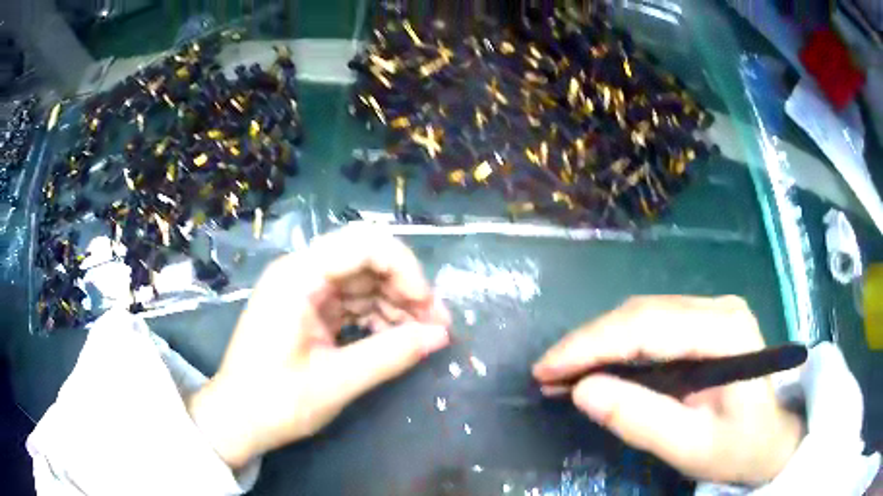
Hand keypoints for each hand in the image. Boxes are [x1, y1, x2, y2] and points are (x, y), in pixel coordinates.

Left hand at [186, 227, 450, 468]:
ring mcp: (305, 289)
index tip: (428, 310)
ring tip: (422, 337)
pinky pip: (354, 301)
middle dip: (406, 287)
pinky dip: (378, 317)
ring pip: (364, 280)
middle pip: (367, 258)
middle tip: (435, 325)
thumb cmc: (274, 402)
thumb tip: (440, 336)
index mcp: (298, 277)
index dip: (405, 270)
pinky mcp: (309, 309)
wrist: (237, 420)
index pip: (364, 244)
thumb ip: (390, 355)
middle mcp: (301, 272)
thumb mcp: (335, 382)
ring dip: (396, 304)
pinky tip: (395, 340)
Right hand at [533, 296, 803, 484]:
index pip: (646, 326)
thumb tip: (583, 391)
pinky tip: (597, 365)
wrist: (772, 437)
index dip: (590, 345)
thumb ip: (639, 419)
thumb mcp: (689, 446)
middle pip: (640, 314)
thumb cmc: (738, 446)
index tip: (546, 369)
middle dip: (588, 343)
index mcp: (724, 331)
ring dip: (598, 343)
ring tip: (563, 372)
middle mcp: (717, 307)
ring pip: (641, 316)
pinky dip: (617, 345)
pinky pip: (651, 325)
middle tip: (546, 373)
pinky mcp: (702, 323)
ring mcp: (711, 311)